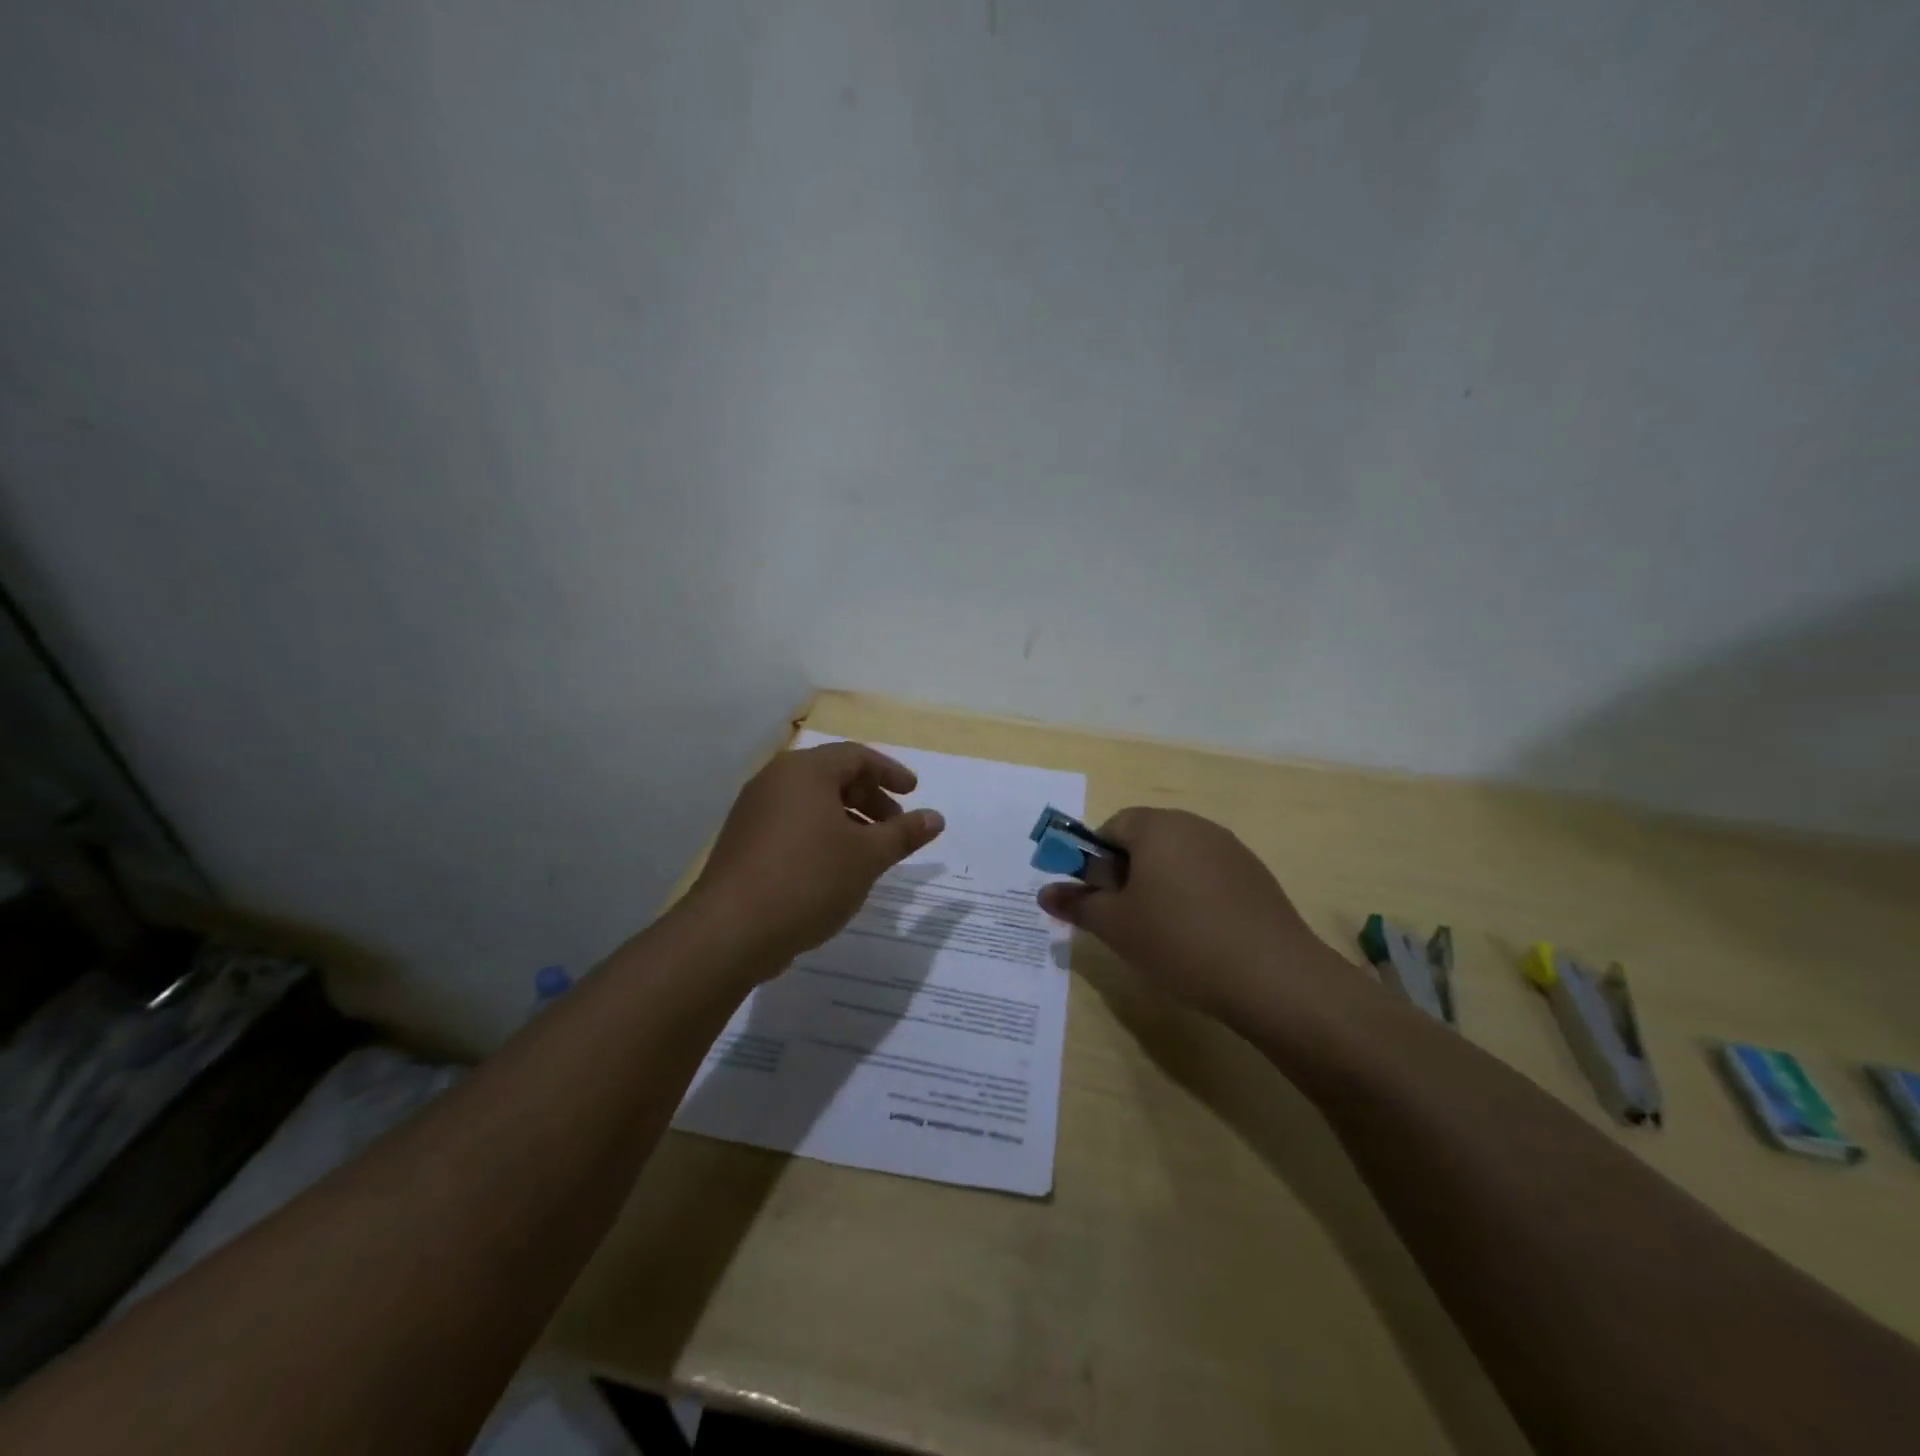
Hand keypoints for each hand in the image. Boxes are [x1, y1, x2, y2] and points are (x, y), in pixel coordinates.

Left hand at [691, 741, 945, 971]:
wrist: (731, 930)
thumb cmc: (809, 879)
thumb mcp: (868, 856)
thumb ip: (904, 833)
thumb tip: (936, 817)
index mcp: (805, 772)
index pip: (856, 756)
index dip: (890, 773)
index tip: (913, 794)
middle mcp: (775, 781)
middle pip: (833, 776)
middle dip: (870, 798)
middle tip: (895, 828)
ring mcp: (753, 811)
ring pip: (811, 803)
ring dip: (847, 820)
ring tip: (869, 853)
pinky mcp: (743, 841)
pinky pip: (791, 824)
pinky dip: (821, 835)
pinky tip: (834, 869)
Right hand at [1037, 808, 1360, 1023]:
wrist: (1273, 976)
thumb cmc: (1179, 940)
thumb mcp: (1115, 926)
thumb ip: (1077, 903)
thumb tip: (1044, 892)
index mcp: (1158, 826)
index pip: (1112, 826)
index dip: (1095, 861)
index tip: (1098, 899)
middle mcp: (1195, 825)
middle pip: (1146, 840)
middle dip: (1127, 874)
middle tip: (1124, 919)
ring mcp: (1230, 849)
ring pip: (1178, 859)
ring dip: (1160, 886)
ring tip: (1161, 933)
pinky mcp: (1255, 876)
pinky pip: (1208, 876)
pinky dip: (1194, 897)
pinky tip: (1199, 937)